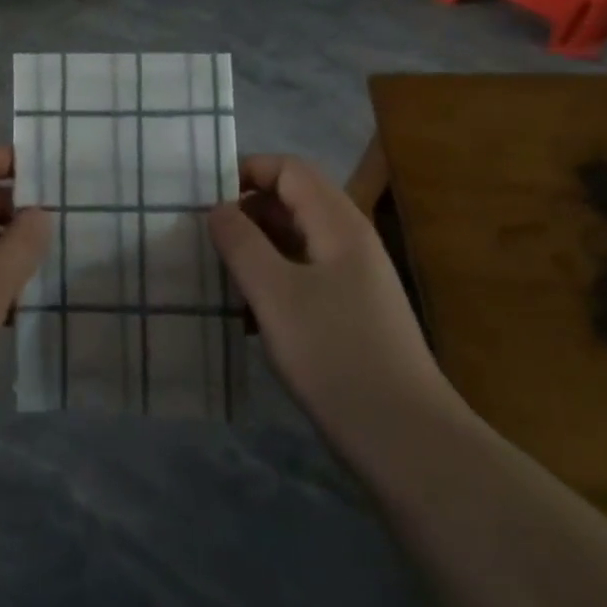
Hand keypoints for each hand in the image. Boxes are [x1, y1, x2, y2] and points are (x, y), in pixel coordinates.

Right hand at [208, 155, 456, 434]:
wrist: (404, 438)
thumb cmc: (335, 354)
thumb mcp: (275, 294)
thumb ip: (241, 243)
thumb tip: (218, 208)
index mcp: (338, 224)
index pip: (288, 169)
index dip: (246, 171)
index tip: (204, 198)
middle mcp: (348, 241)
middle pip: (291, 201)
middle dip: (244, 211)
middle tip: (201, 236)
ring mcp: (351, 278)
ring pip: (293, 241)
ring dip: (253, 249)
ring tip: (214, 273)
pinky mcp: (348, 312)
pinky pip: (301, 276)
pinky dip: (269, 281)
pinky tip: (243, 313)